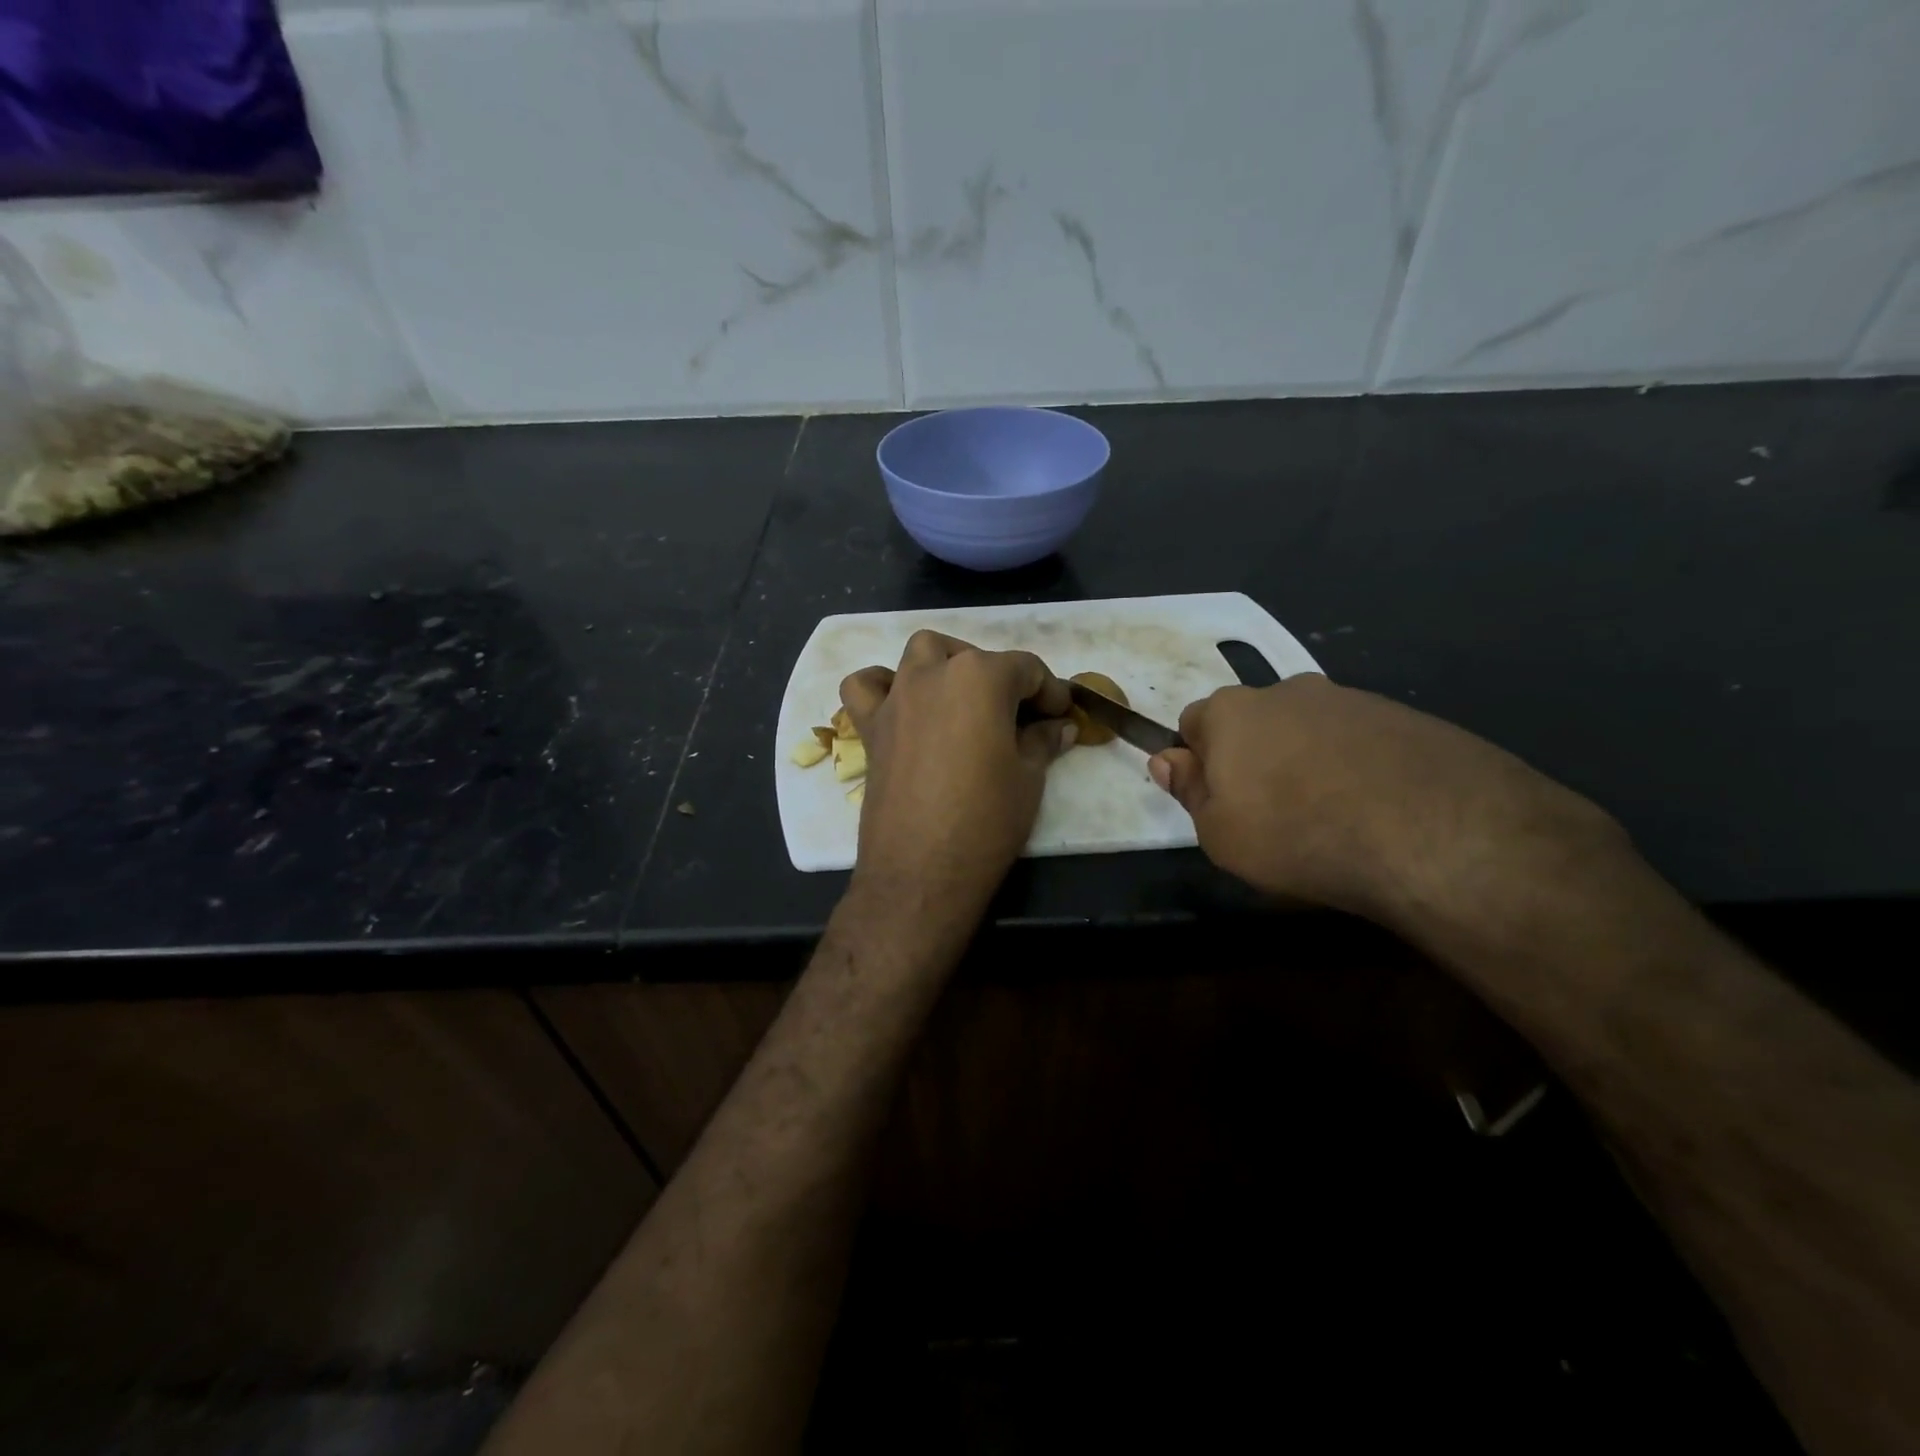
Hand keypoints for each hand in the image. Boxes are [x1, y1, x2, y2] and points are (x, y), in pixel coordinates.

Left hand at [839, 631, 1076, 914]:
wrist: (921, 871)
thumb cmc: (986, 821)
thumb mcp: (1029, 778)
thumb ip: (1043, 741)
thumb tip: (1059, 726)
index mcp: (980, 678)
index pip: (1026, 669)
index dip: (1051, 691)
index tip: (1062, 715)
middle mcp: (933, 674)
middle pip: (974, 658)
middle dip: (1002, 678)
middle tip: (1019, 718)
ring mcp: (896, 698)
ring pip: (920, 654)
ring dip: (946, 665)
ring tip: (963, 700)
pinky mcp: (870, 727)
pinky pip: (866, 687)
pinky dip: (882, 686)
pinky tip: (902, 708)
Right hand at [1147, 675, 1622, 928]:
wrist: (1432, 832)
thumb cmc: (1297, 835)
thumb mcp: (1220, 834)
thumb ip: (1189, 791)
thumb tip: (1166, 759)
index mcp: (1231, 713)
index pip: (1192, 724)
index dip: (1199, 763)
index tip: (1217, 801)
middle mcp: (1285, 690)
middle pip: (1252, 721)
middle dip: (1252, 756)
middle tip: (1270, 812)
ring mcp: (1349, 698)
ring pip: (1307, 728)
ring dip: (1305, 760)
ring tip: (1330, 814)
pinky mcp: (1403, 715)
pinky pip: (1358, 739)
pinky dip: (1354, 765)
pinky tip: (1374, 808)